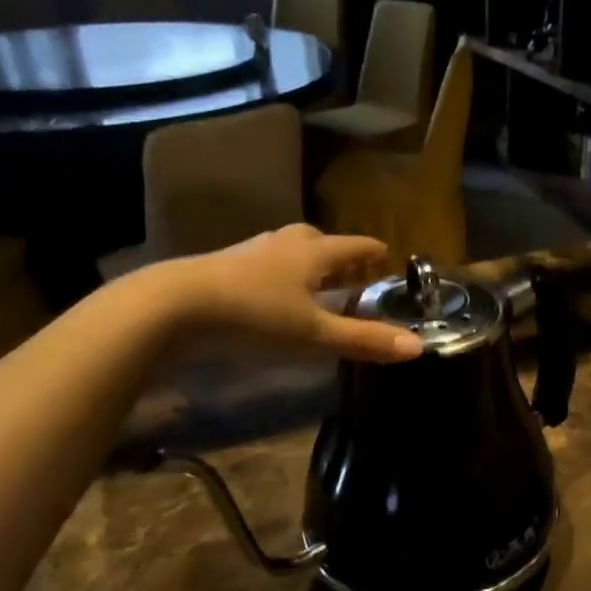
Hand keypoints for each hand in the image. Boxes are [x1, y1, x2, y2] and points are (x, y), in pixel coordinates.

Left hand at [138, 225, 423, 362]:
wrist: (173, 306)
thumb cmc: (254, 315)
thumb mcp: (314, 334)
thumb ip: (364, 340)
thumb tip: (417, 347)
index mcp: (314, 251)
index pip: (357, 244)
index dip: (375, 253)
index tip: (388, 260)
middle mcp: (286, 242)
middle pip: (324, 244)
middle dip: (343, 260)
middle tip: (357, 278)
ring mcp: (252, 251)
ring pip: (292, 253)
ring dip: (311, 268)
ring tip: (319, 288)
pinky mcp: (226, 266)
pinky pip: (267, 266)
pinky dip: (282, 277)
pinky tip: (275, 298)